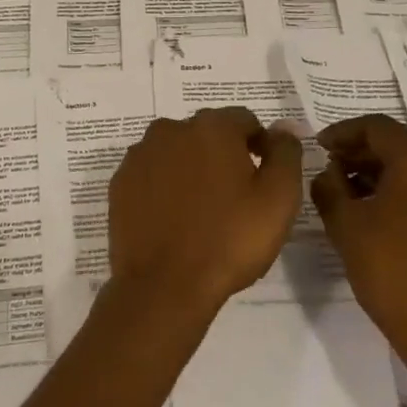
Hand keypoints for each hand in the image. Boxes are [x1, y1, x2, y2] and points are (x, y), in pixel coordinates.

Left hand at [107, 108, 304, 320]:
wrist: (163, 286)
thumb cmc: (229, 240)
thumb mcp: (278, 198)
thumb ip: (286, 153)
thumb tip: (284, 127)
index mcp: (212, 127)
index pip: (245, 121)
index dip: (261, 145)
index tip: (266, 178)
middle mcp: (171, 129)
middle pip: (208, 133)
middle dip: (224, 155)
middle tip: (237, 197)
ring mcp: (140, 155)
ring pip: (177, 152)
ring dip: (192, 169)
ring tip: (203, 210)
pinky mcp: (120, 182)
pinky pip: (152, 174)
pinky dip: (165, 186)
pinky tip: (174, 218)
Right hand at [310, 114, 406, 376]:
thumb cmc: (392, 272)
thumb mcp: (346, 225)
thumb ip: (329, 186)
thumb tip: (330, 170)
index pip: (377, 128)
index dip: (342, 133)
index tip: (317, 146)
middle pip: (400, 143)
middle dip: (362, 153)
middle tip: (330, 168)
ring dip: (383, 171)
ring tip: (349, 190)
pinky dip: (406, 187)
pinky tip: (379, 207)